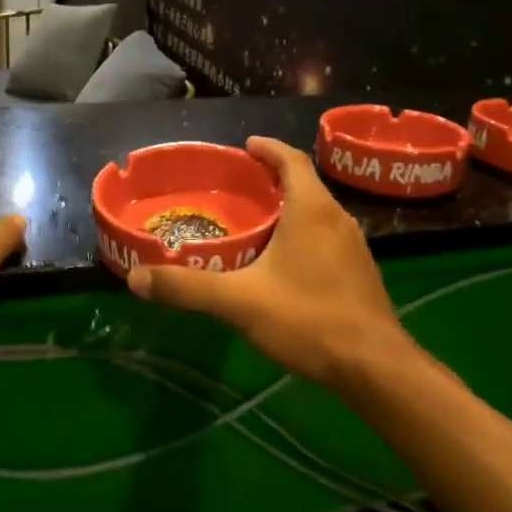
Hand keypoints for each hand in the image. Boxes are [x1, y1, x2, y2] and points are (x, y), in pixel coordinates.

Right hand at [126, 138, 406, 387]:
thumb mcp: (239, 302)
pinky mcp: (361, 274)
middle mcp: (338, 219)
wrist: (374, 366)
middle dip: (273, 180)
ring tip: (257, 223)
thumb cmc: (308, 319)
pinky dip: (303, 235)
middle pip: (305, 185)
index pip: (292, 160)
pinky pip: (327, 239)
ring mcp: (355, 247)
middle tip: (239, 188)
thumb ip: (188, 288)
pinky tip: (285, 264)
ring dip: (290, 209)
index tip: (246, 145)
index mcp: (312, 210)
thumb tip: (137, 278)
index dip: (268, 148)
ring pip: (318, 214)